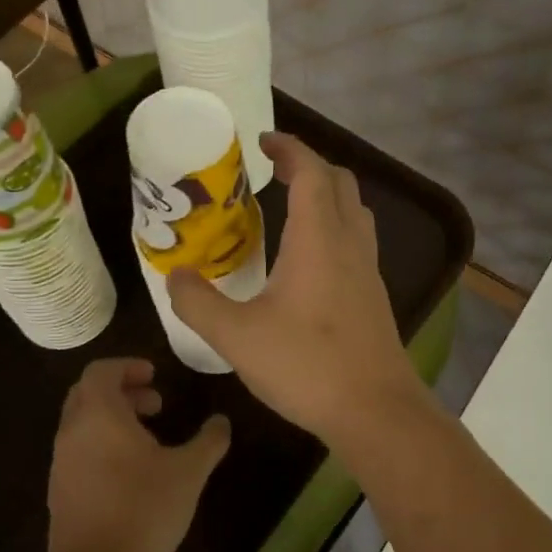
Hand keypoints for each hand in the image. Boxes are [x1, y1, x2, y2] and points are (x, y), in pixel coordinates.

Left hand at [47, 359, 230, 551]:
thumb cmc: (144, 510)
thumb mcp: (189, 472)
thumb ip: (208, 441)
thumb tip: (221, 421)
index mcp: (99, 415)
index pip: (101, 370)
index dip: (128, 366)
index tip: (154, 376)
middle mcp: (72, 432)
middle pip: (87, 393)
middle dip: (121, 391)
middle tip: (155, 405)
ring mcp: (61, 463)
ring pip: (82, 423)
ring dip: (112, 419)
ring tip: (148, 439)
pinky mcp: (59, 492)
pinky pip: (78, 451)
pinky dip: (101, 445)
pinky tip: (130, 473)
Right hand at [169, 133, 427, 446]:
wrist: (375, 410)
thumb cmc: (306, 366)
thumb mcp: (236, 336)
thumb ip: (198, 303)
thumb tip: (176, 276)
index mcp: (319, 238)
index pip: (311, 171)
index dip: (289, 148)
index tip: (262, 141)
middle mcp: (349, 243)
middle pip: (339, 182)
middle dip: (308, 166)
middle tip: (273, 171)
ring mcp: (367, 269)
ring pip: (353, 210)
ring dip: (326, 195)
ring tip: (289, 206)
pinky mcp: (373, 295)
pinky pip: (356, 240)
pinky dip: (333, 226)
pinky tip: (307, 259)